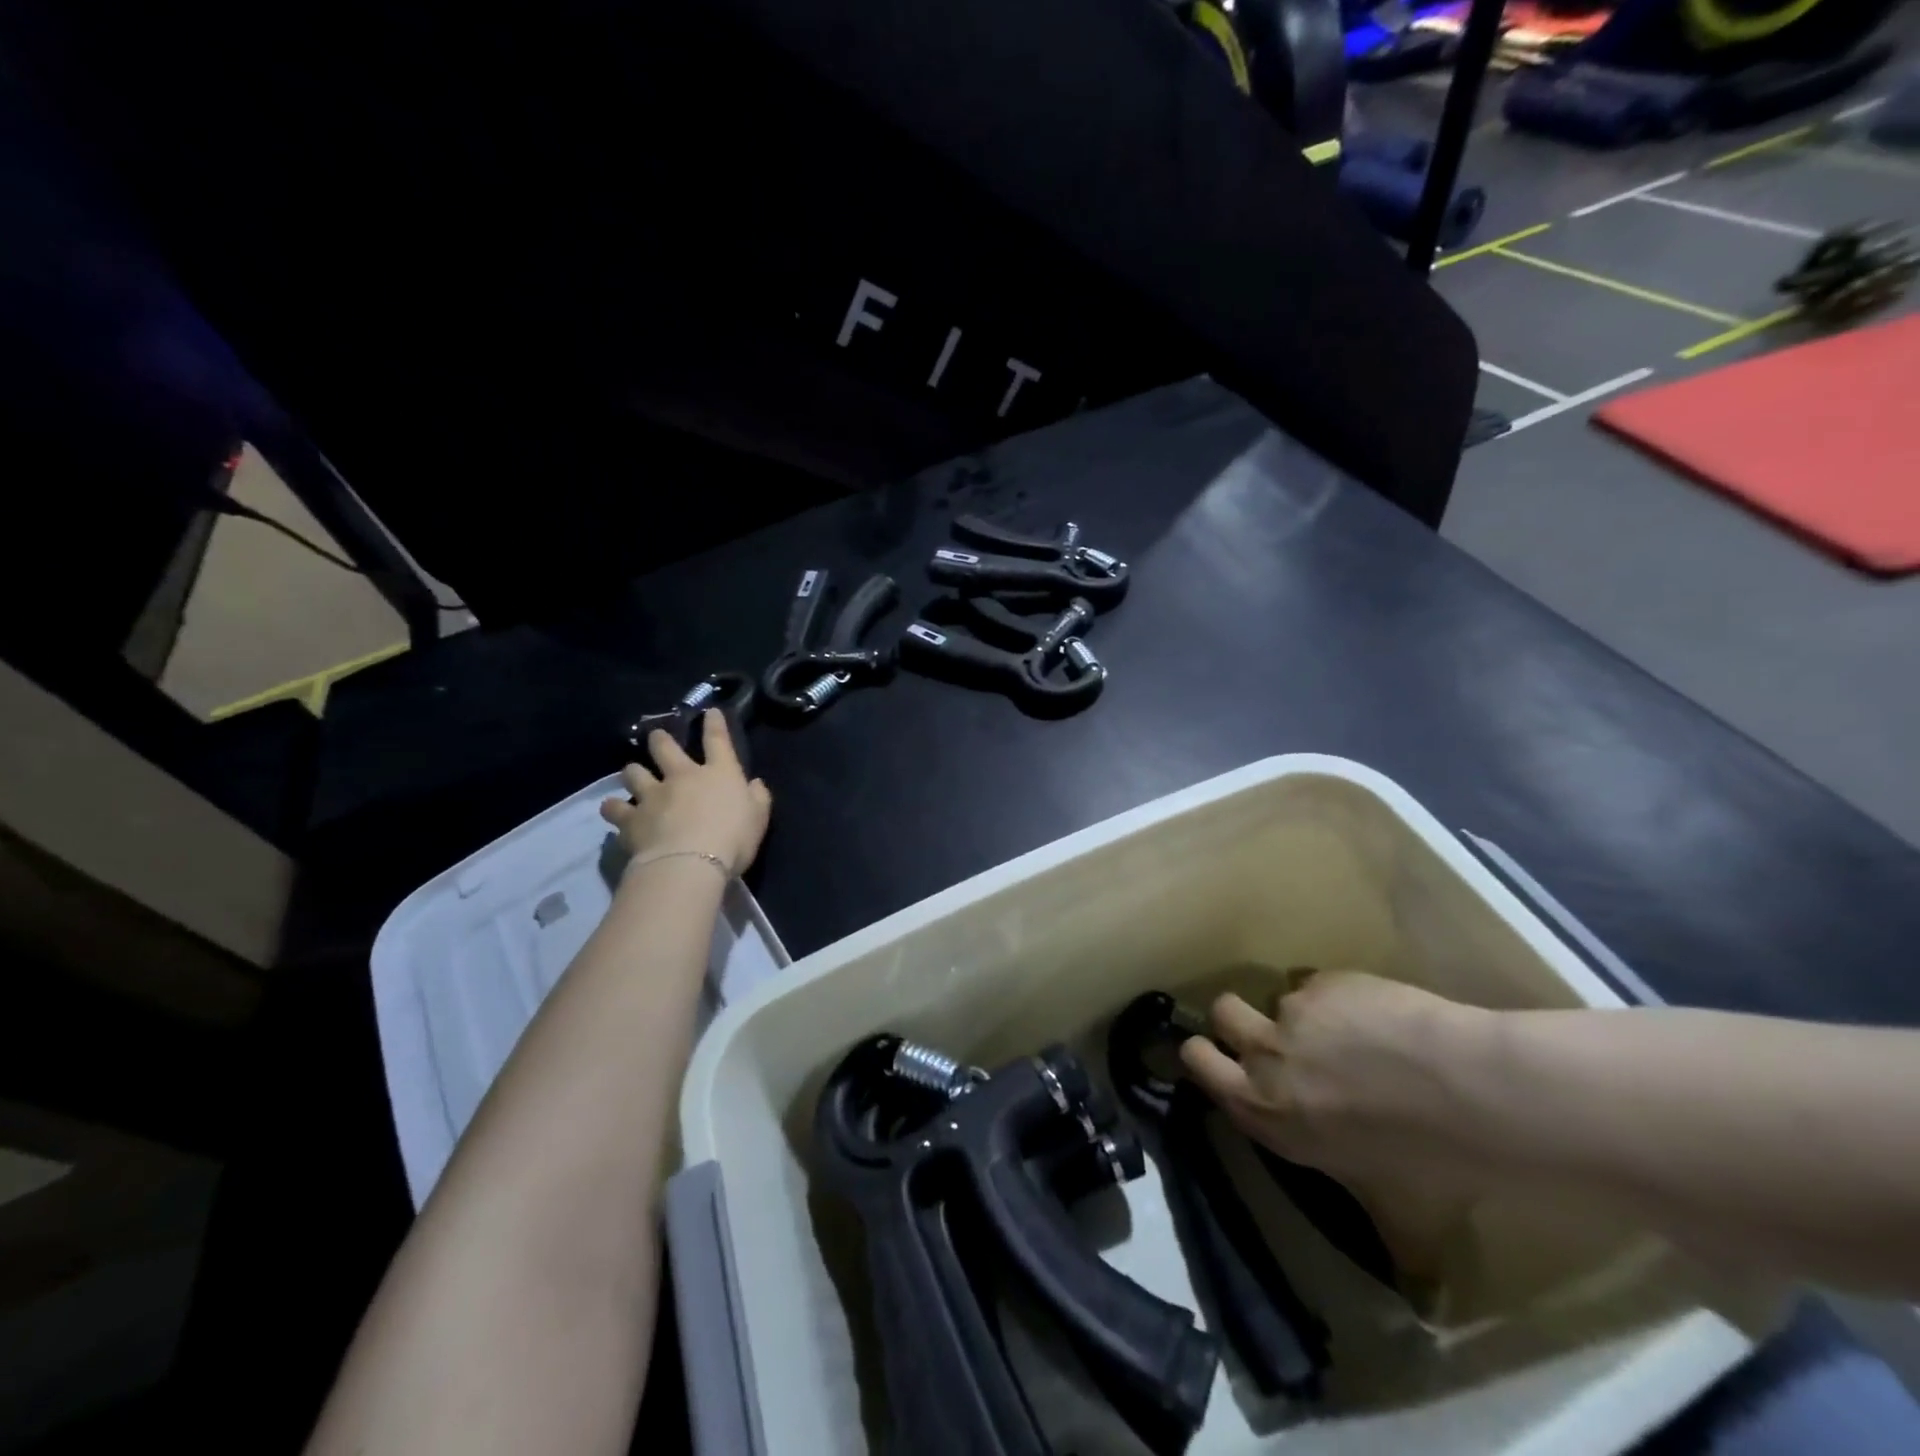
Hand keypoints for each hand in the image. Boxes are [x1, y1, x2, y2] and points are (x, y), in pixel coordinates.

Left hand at [599, 710, 771, 876]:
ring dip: (633, 771)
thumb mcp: (758, 818)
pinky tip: (613, 809)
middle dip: (660, 739)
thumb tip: (756, 784)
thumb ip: (758, 798)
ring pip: (634, 773)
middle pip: (666, 748)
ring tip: (631, 773)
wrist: (690, 862)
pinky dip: (614, 808)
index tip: (710, 711)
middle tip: (656, 737)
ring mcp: (653, 795)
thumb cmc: (733, 838)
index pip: (717, 740)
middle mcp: (682, 776)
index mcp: (718, 773)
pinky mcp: (631, 818)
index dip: (714, 724)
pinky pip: (615, 808)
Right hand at [1181, 972, 1498, 1281]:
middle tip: (1272, 1036)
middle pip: (1222, 1012)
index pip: (1197, 1063)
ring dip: (1305, 1016)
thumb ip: (1389, 1240)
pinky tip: (1384, 1021)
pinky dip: (1343, 999)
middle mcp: (1267, 1055)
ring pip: (1282, 999)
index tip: (1223, 1058)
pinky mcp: (1328, 981)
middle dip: (1236, 1020)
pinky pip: (1323, 984)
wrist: (1466, 1092)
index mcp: (1265, 1111)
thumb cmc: (1426, 1164)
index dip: (1204, 1055)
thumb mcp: (1401, 1219)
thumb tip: (1420, 1294)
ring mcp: (1295, 1010)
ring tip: (1354, 1036)